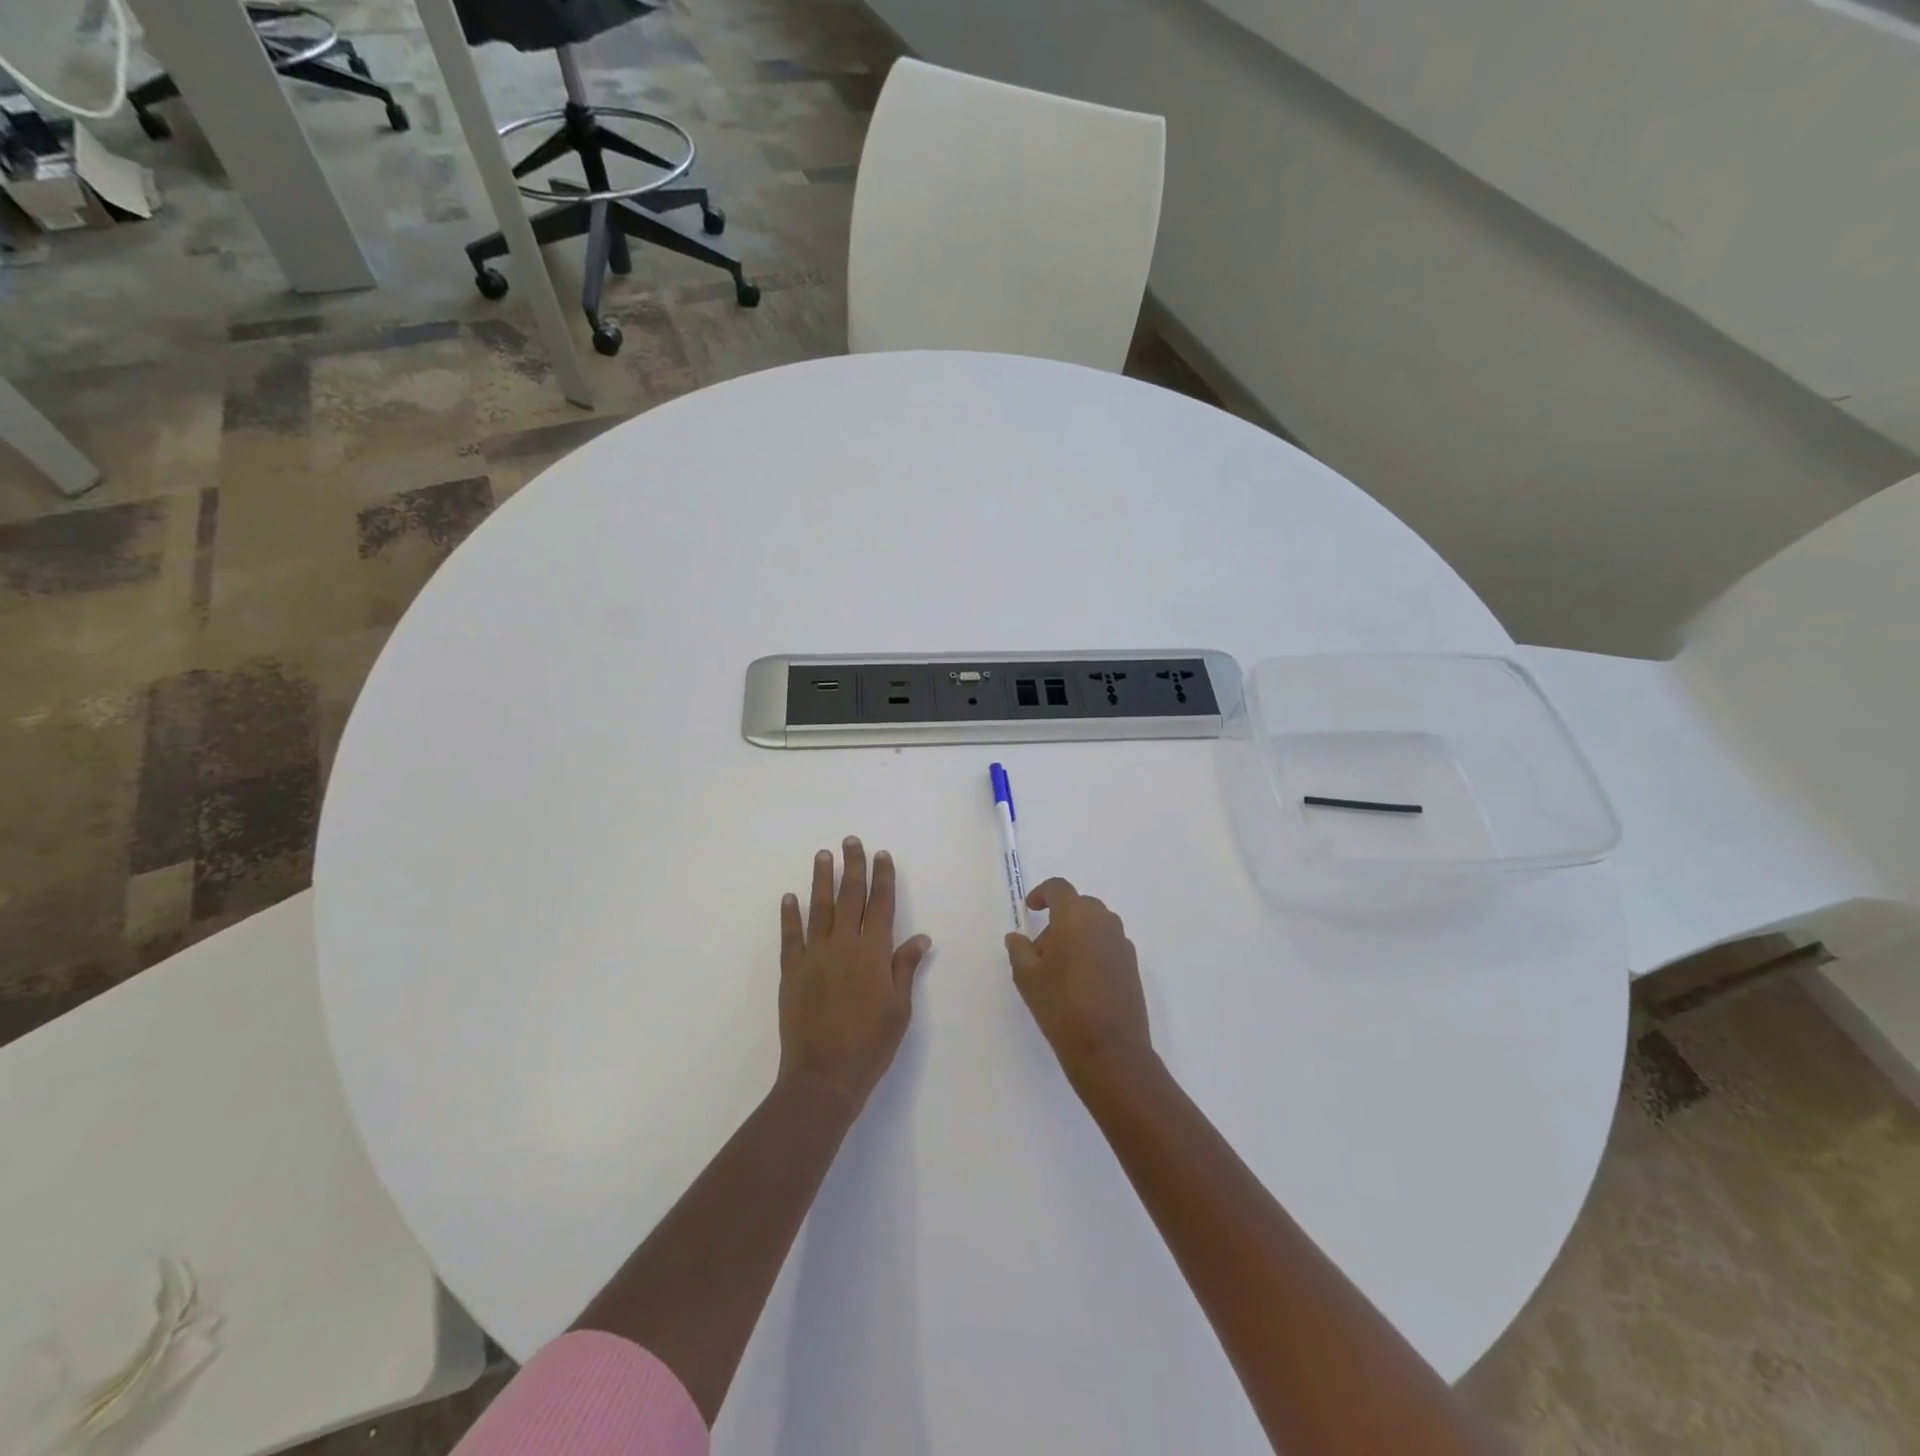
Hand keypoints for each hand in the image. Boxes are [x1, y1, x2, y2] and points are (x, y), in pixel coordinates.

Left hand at [778, 837, 931, 1112]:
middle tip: (851, 841)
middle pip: (850, 897)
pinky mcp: (791, 971)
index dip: (883, 878)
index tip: (881, 854)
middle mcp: (844, 945)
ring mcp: (814, 956)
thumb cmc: (871, 1044)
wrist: (824, 1076)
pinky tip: (789, 897)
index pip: (881, 905)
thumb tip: (920, 937)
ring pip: (819, 908)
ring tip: (823, 855)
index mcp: (874, 953)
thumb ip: (905, 969)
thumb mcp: (900, 1009)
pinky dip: (789, 915)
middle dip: (852, 867)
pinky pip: (790, 936)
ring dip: (821, 880)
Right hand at [1005, 878, 1152, 1083]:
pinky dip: (1093, 950)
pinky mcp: (1132, 965)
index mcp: (1075, 916)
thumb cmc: (1061, 1005)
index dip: (1042, 893)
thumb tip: (1017, 937)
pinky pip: (1108, 944)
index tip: (1030, 910)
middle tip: (1042, 949)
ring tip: (1060, 969)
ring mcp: (1122, 943)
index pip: (1059, 888)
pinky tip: (1082, 981)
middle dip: (1058, 919)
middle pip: (1079, 905)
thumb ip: (1019, 950)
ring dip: (1077, 934)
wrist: (1109, 1048)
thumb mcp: (1027, 977)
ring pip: (1095, 925)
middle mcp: (1103, 921)